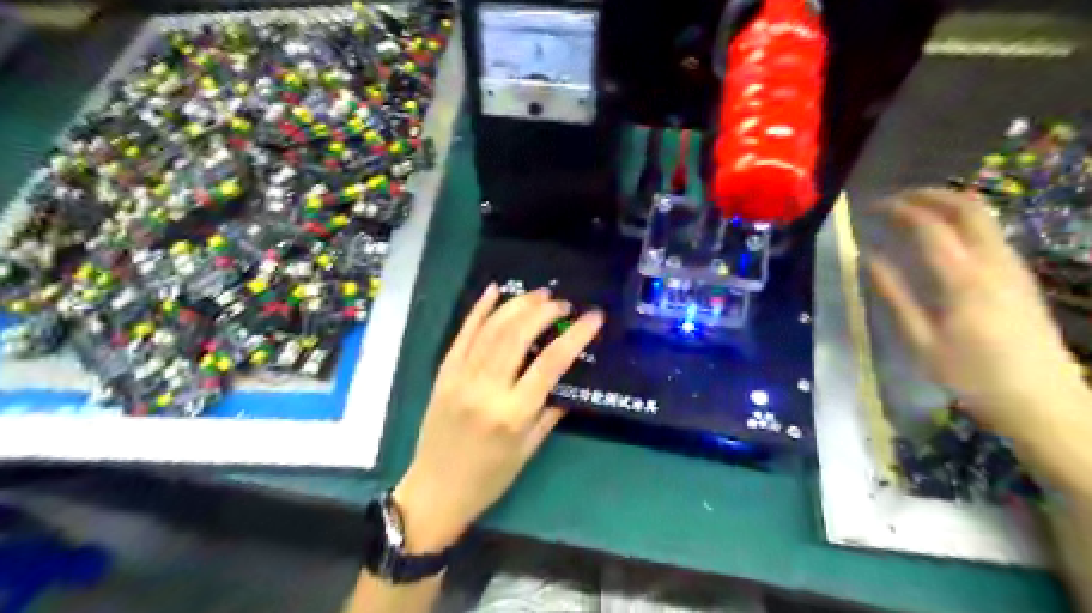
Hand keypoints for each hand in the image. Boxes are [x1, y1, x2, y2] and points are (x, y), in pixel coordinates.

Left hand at [389, 285, 600, 551]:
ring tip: (540, 295)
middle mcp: (486, 389)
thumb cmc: (489, 478)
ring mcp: (460, 377)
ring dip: (517, 305)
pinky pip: (463, 334)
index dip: (575, 335)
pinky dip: (479, 309)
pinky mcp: (444, 373)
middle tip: (563, 303)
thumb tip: (567, 378)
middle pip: (517, 336)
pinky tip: (495, 290)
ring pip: (491, 329)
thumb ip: (550, 411)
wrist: (435, 491)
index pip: (550, 363)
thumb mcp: (528, 450)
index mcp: (513, 413)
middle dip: (544, 312)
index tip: (593, 317)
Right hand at [872, 190, 1081, 433]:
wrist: (1043, 401)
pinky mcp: (1021, 276)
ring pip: (984, 216)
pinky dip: (962, 222)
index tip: (870, 208)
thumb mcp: (920, 341)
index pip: (929, 225)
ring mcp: (1013, 267)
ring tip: (913, 213)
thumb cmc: (971, 375)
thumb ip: (893, 295)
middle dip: (927, 194)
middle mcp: (993, 262)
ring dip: (947, 204)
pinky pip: (991, 233)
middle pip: (966, 207)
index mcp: (963, 278)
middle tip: (894, 200)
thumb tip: (869, 258)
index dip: (898, 209)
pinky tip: (943, 238)